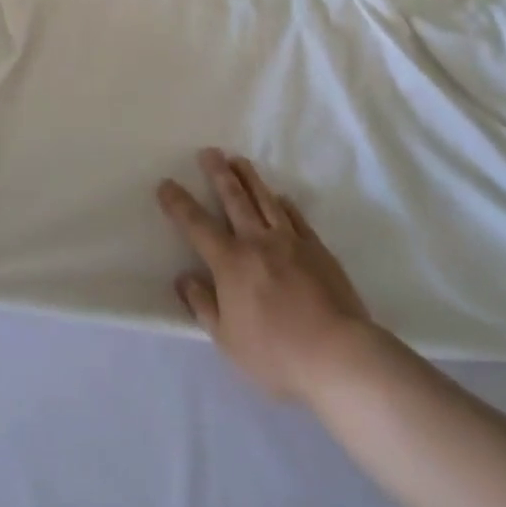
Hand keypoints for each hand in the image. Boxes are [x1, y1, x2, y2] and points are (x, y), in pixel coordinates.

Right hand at [158, 149, 372, 405]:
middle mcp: (258, 242)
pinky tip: (280, 197)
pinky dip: (284, 204)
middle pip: (234, 199)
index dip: (179, 203)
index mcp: (231, 262)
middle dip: (218, 173)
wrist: (339, 353)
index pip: (197, 225)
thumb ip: (203, 305)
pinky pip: (296, 217)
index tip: (166, 184)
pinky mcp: (317, 249)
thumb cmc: (276, 353)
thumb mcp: (227, 339)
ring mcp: (291, 242)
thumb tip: (184, 278)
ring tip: (238, 159)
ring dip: (249, 178)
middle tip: (208, 152)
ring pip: (265, 200)